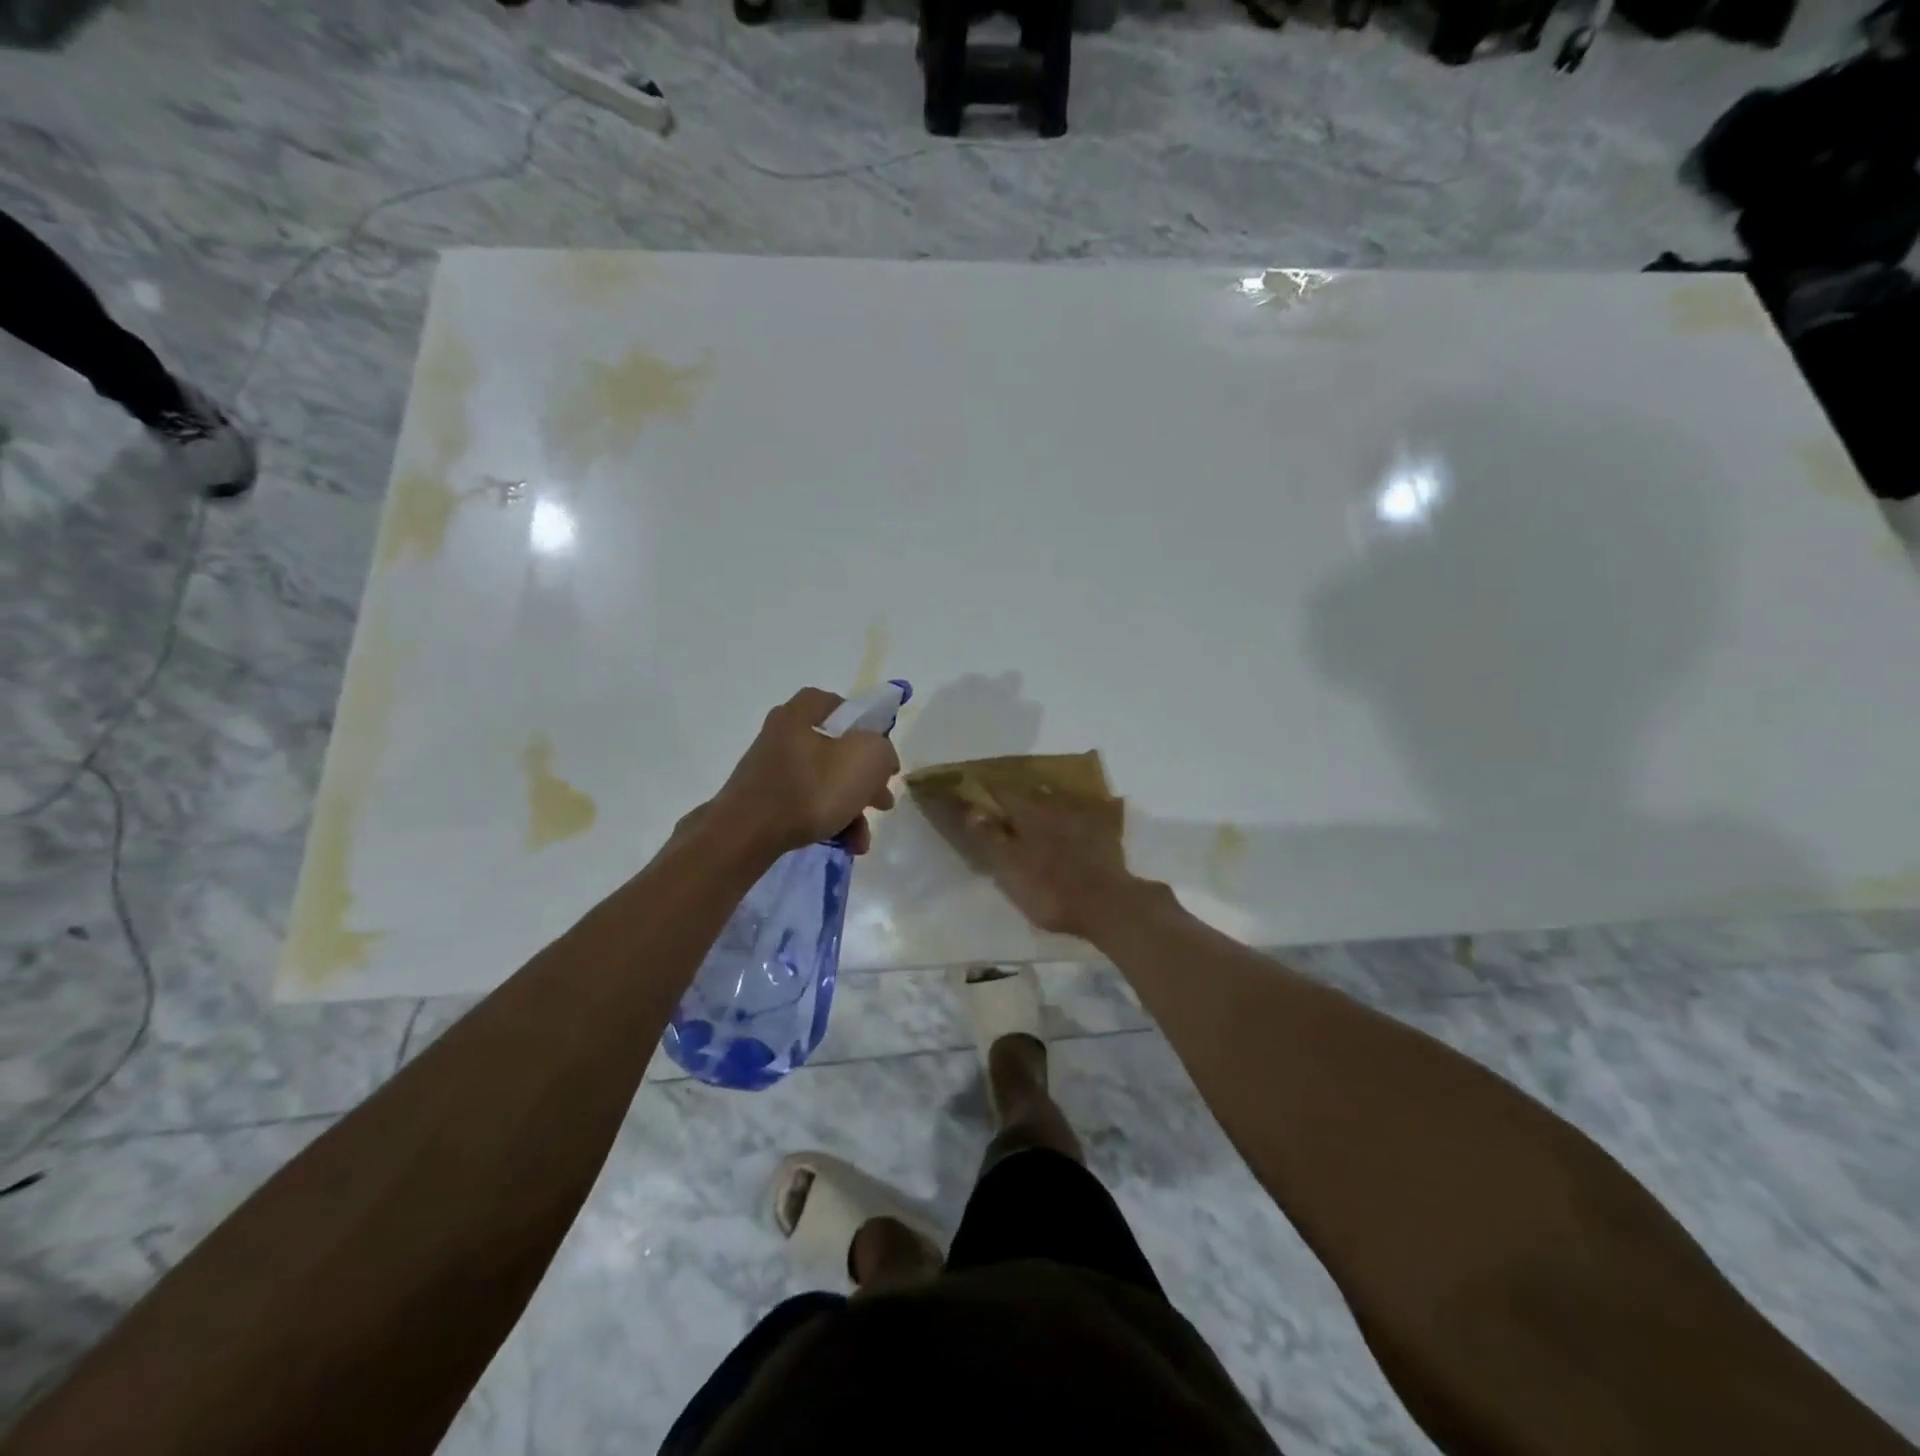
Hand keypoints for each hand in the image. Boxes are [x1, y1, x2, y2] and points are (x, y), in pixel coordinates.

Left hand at [707, 688, 899, 858]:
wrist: (746, 835)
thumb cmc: (810, 788)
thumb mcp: (866, 759)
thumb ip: (883, 750)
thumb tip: (880, 759)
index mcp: (801, 712)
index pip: (841, 706)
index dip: (867, 727)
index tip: (882, 755)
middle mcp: (783, 734)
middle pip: (837, 750)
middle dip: (865, 780)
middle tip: (882, 801)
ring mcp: (771, 768)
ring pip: (825, 782)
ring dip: (852, 808)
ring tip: (863, 838)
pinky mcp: (764, 800)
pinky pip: (807, 804)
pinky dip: (829, 820)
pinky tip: (845, 844)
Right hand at [920, 785, 1138, 939]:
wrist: (1107, 904)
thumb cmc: (1049, 889)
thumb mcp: (1008, 868)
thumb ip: (988, 837)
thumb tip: (970, 809)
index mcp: (1028, 812)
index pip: (1002, 790)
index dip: (987, 789)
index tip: (977, 789)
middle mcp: (1055, 805)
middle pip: (1032, 791)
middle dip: (1017, 793)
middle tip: (1006, 800)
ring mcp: (1084, 816)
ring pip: (1059, 799)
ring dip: (1046, 799)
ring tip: (1038, 806)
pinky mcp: (1105, 832)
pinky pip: (1086, 812)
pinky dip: (1075, 813)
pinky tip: (1075, 820)